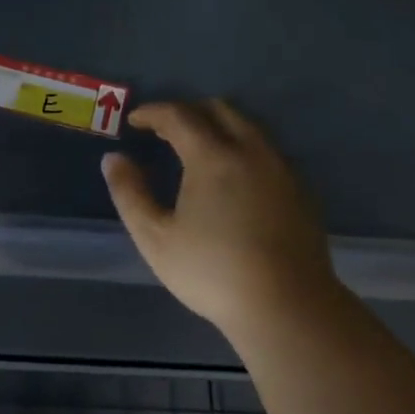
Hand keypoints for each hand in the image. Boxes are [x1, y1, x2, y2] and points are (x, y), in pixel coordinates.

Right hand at [102, 99, 337, 336]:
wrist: (285, 303)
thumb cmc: (210, 272)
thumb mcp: (155, 238)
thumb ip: (130, 194)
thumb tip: (113, 158)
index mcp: (213, 157)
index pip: (179, 116)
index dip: (153, 113)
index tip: (135, 120)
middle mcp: (252, 151)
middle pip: (220, 110)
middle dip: (189, 112)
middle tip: (166, 130)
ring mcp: (282, 169)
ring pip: (250, 128)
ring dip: (220, 127)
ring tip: (199, 149)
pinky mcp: (301, 191)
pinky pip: (268, 152)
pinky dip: (244, 150)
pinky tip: (235, 179)